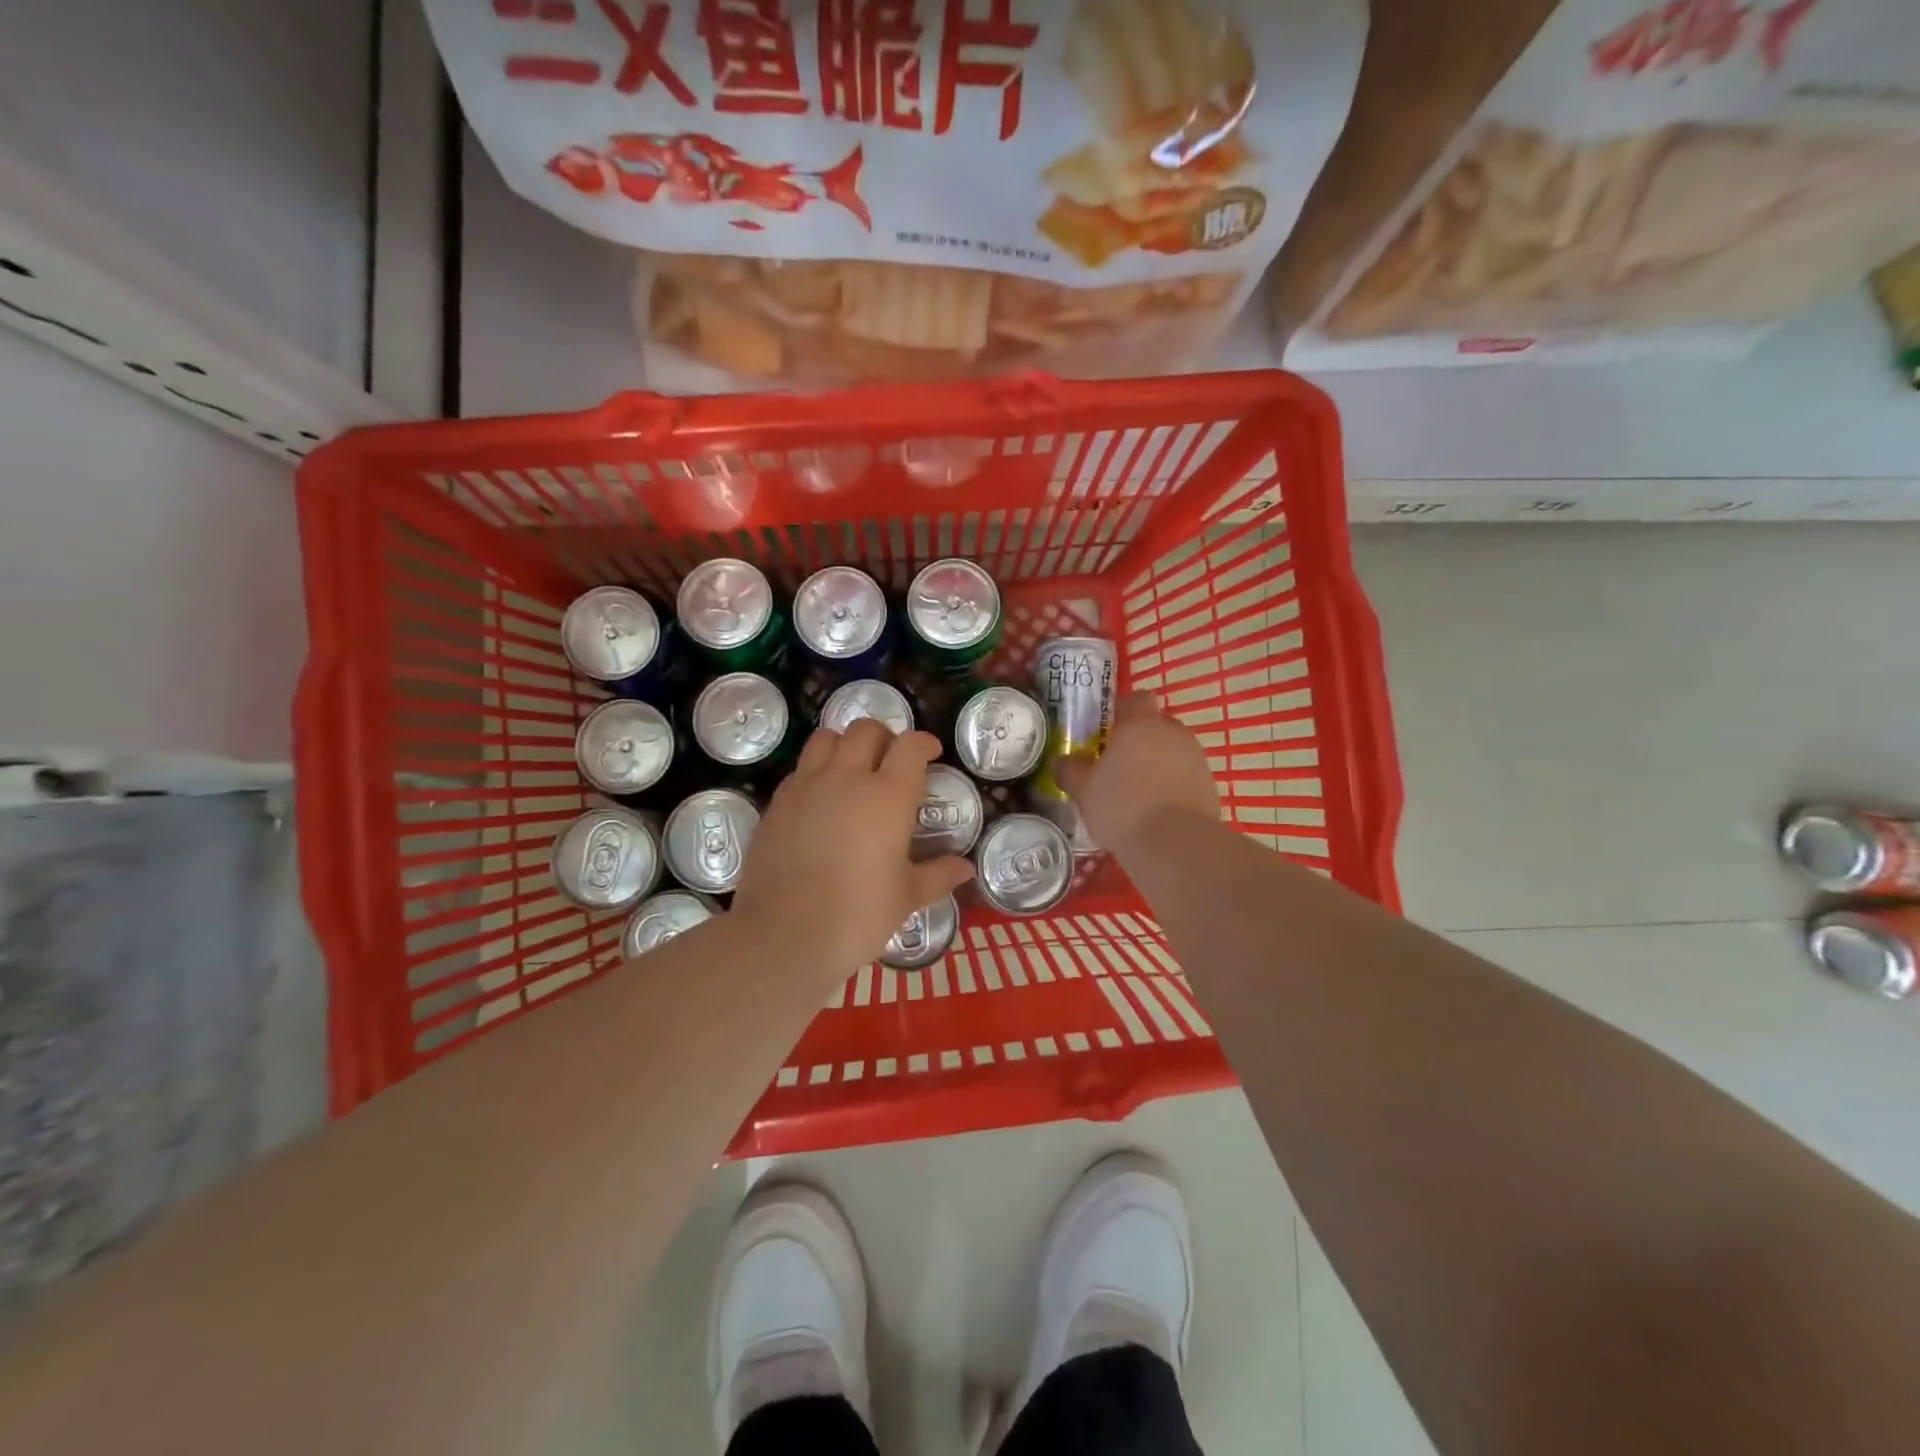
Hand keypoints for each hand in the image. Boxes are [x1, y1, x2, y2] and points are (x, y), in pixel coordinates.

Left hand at [732, 720, 974, 981]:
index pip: (910, 745)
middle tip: (892, 761)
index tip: (931, 754)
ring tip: (853, 769)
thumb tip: (965, 868)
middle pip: (865, 729)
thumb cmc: (857, 916)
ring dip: (845, 744)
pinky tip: (822, 800)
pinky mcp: (777, 803)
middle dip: (885, 737)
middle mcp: (847, 778)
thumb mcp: (906, 897)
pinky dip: (816, 770)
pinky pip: (801, 769)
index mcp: (888, 795)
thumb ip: (937, 875)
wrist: (783, 935)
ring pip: (826, 738)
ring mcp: (807, 786)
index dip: (924, 743)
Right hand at [1056, 691, 1219, 854]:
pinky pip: (1185, 777)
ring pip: (1172, 751)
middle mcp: (1173, 733)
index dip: (1121, 710)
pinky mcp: (1210, 786)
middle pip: (1156, 725)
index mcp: (1141, 724)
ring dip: (1157, 764)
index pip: (1135, 698)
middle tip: (1118, 764)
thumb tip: (1066, 761)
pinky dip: (1172, 787)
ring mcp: (1196, 759)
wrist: (1176, 844)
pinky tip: (1157, 812)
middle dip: (1139, 739)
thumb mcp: (1083, 789)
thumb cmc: (1123, 806)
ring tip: (1137, 793)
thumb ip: (1071, 769)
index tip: (1106, 730)